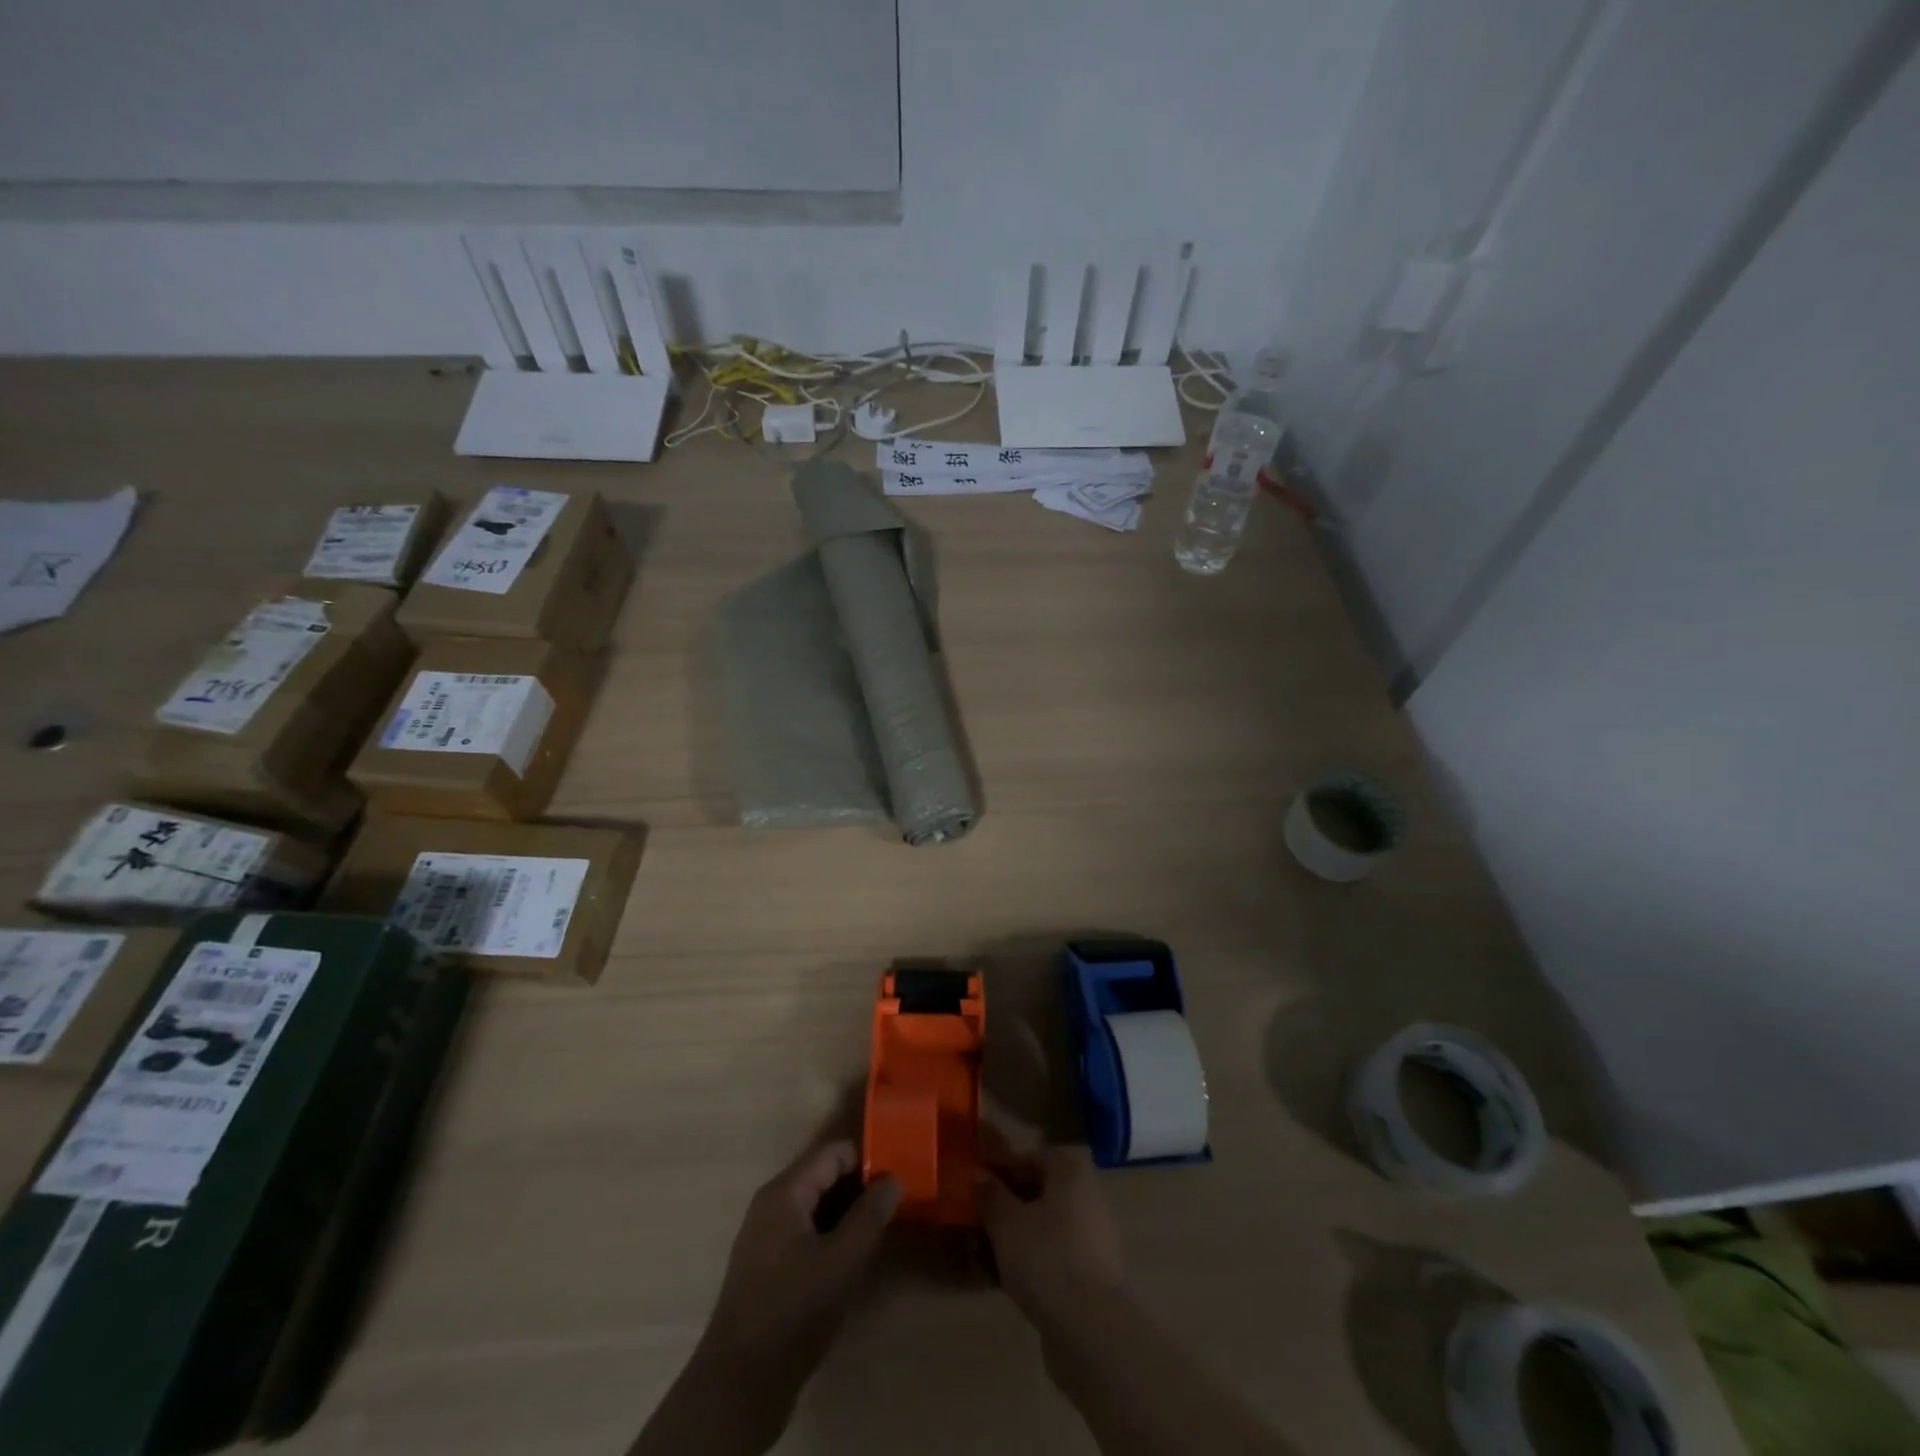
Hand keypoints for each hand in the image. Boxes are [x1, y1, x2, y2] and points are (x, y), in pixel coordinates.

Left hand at [694, 1141, 900, 1416]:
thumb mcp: (843, 1261)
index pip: (834, 1152)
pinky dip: (831, 1235)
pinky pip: (806, 1231)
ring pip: (816, 1206)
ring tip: (881, 1229)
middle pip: (824, 1175)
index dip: (869, 1159)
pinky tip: (852, 1257)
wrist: (740, 1386)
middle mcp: (771, 1204)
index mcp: (785, 1192)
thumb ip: (870, 1215)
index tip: (900, 1177)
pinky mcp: (768, 1266)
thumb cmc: (794, 1312)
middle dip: (860, 1187)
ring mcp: (766, 1236)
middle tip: (896, 1204)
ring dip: (847, 1213)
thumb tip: (894, 1178)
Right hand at [976, 1145, 1128, 1327]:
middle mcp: (1088, 1197)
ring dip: (1017, 1234)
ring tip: (984, 1251)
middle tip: (977, 1218)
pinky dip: (1030, 1259)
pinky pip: (1054, 1254)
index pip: (1031, 1157)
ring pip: (1045, 1225)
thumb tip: (978, 1174)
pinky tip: (1004, 1277)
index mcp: (1071, 1172)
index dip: (1001, 1167)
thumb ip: (991, 1195)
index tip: (976, 1183)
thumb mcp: (1007, 1223)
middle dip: (1008, 1203)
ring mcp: (1093, 1237)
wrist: (1093, 1330)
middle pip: (1040, 1191)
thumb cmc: (1046, 1258)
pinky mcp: (1092, 1274)